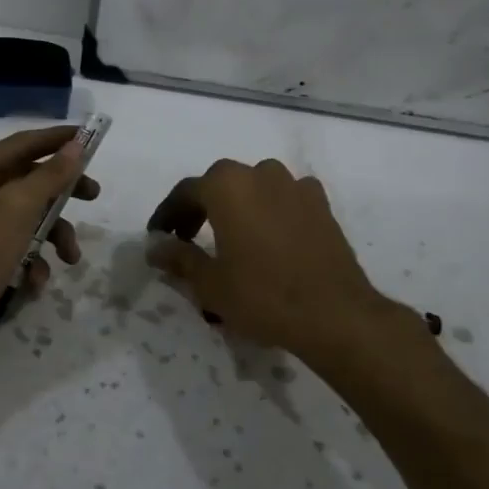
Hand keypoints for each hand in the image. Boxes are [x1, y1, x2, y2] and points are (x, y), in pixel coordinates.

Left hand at [0, 126, 98, 376]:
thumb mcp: (16, 210)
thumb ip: (49, 176)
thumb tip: (75, 146)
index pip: (21, 144)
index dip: (57, 139)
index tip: (92, 139)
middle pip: (25, 181)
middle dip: (60, 193)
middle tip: (93, 196)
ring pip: (24, 218)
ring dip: (51, 236)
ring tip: (69, 259)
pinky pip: (12, 248)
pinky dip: (30, 262)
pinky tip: (35, 283)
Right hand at [146, 158, 424, 369]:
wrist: (334, 314)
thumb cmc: (262, 295)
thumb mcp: (210, 283)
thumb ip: (178, 258)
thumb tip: (154, 247)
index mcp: (226, 186)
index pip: (185, 192)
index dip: (168, 215)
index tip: (159, 236)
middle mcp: (259, 174)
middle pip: (220, 183)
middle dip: (201, 207)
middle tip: (189, 237)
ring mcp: (294, 186)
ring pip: (255, 186)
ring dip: (238, 204)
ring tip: (232, 236)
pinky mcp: (321, 204)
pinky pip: (286, 198)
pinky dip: (272, 209)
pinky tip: (271, 235)